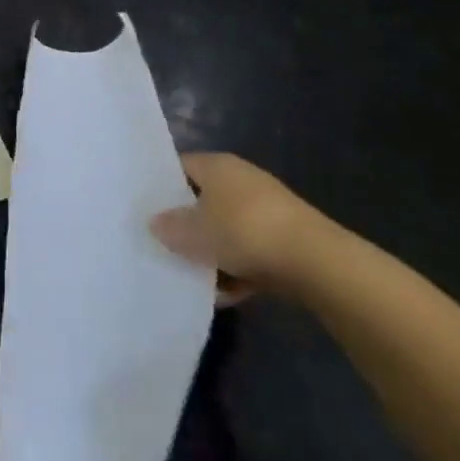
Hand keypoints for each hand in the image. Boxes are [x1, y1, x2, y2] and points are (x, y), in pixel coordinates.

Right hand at [149, 152, 327, 299]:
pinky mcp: (285, 239)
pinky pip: (250, 251)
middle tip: (163, 246)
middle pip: (203, 200)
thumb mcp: (194, 231)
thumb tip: (155, 223)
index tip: (144, 210)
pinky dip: (238, 270)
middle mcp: (241, 179)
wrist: (315, 261)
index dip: (161, 186)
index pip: (180, 167)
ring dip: (212, 253)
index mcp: (217, 165)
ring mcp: (266, 209)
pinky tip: (225, 295)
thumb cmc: (244, 231)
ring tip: (192, 278)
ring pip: (226, 229)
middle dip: (186, 225)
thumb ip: (170, 227)